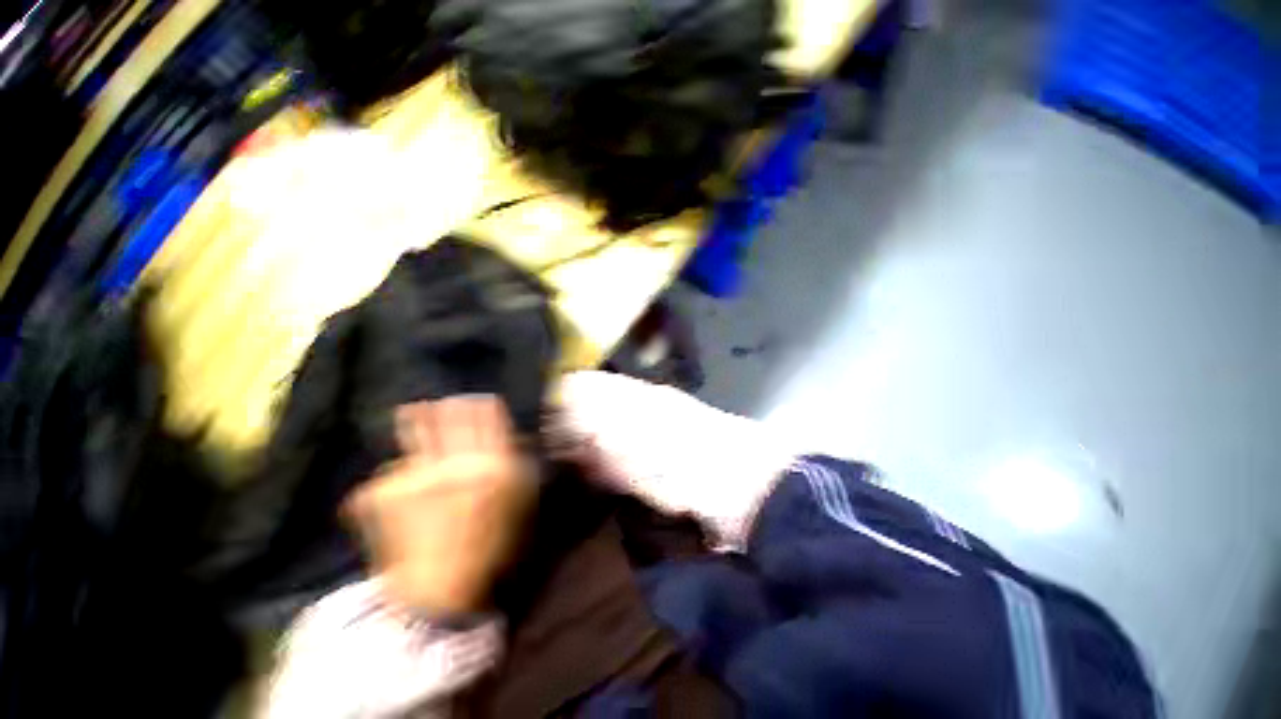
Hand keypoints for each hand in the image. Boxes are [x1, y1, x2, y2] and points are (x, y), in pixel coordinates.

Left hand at [344, 396, 534, 613]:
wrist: (440, 592)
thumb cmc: (488, 547)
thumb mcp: (517, 507)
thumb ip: (517, 470)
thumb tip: (515, 440)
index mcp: (493, 467)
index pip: (490, 421)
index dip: (484, 407)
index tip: (480, 399)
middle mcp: (458, 464)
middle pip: (454, 420)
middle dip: (451, 408)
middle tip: (447, 402)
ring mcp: (419, 476)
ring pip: (417, 436)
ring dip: (415, 421)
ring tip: (411, 411)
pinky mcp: (387, 493)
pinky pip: (392, 474)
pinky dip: (397, 479)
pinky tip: (400, 492)